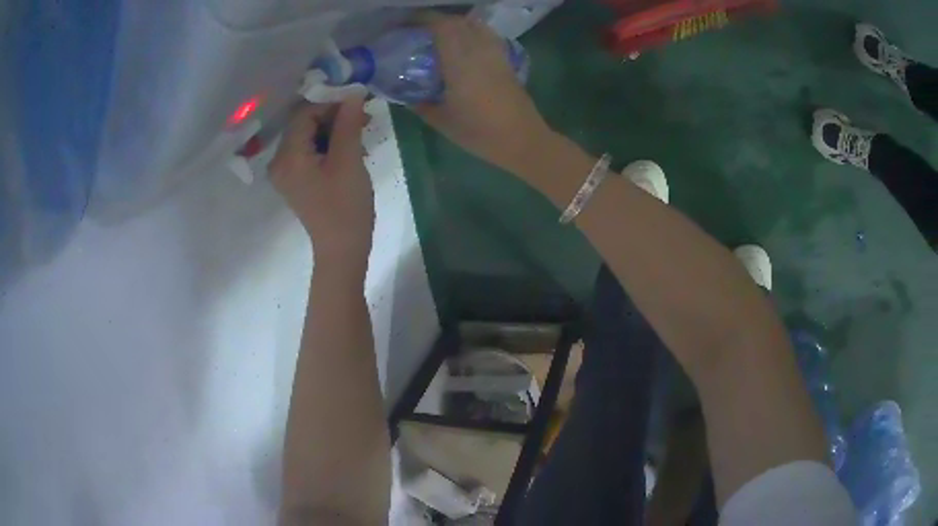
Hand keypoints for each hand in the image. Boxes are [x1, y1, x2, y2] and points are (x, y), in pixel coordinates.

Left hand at [270, 98, 373, 269]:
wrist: (342, 250)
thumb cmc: (345, 207)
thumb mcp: (348, 160)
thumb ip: (348, 123)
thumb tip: (354, 91)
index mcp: (287, 156)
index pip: (304, 113)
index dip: (330, 101)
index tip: (358, 100)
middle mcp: (280, 161)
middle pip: (304, 123)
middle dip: (333, 115)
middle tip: (363, 115)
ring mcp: (286, 172)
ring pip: (309, 136)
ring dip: (334, 128)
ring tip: (361, 131)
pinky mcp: (296, 179)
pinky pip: (310, 150)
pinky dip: (329, 143)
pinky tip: (350, 146)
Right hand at [415, 14, 554, 171]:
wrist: (522, 141)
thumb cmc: (480, 133)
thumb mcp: (443, 122)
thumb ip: (421, 105)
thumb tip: (406, 96)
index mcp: (460, 63)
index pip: (442, 27)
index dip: (424, 19)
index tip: (407, 23)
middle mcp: (479, 51)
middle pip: (458, 22)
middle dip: (437, 20)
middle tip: (420, 30)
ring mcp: (496, 55)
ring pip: (475, 26)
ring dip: (456, 24)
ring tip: (441, 35)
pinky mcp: (506, 61)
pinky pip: (487, 36)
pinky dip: (473, 32)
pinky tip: (465, 45)